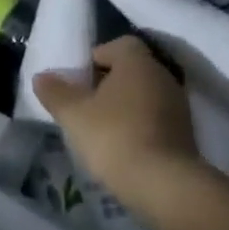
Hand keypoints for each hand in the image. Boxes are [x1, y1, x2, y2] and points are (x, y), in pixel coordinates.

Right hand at [32, 36, 213, 223]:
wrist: (164, 185)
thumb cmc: (114, 137)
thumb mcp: (73, 114)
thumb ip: (55, 92)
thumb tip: (42, 77)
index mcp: (137, 62)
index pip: (119, 44)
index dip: (97, 57)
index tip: (79, 79)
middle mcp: (163, 76)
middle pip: (133, 70)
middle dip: (109, 83)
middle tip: (86, 104)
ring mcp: (178, 106)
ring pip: (146, 95)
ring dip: (125, 106)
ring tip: (102, 129)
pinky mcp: (186, 134)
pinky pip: (157, 119)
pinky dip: (140, 126)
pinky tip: (123, 147)